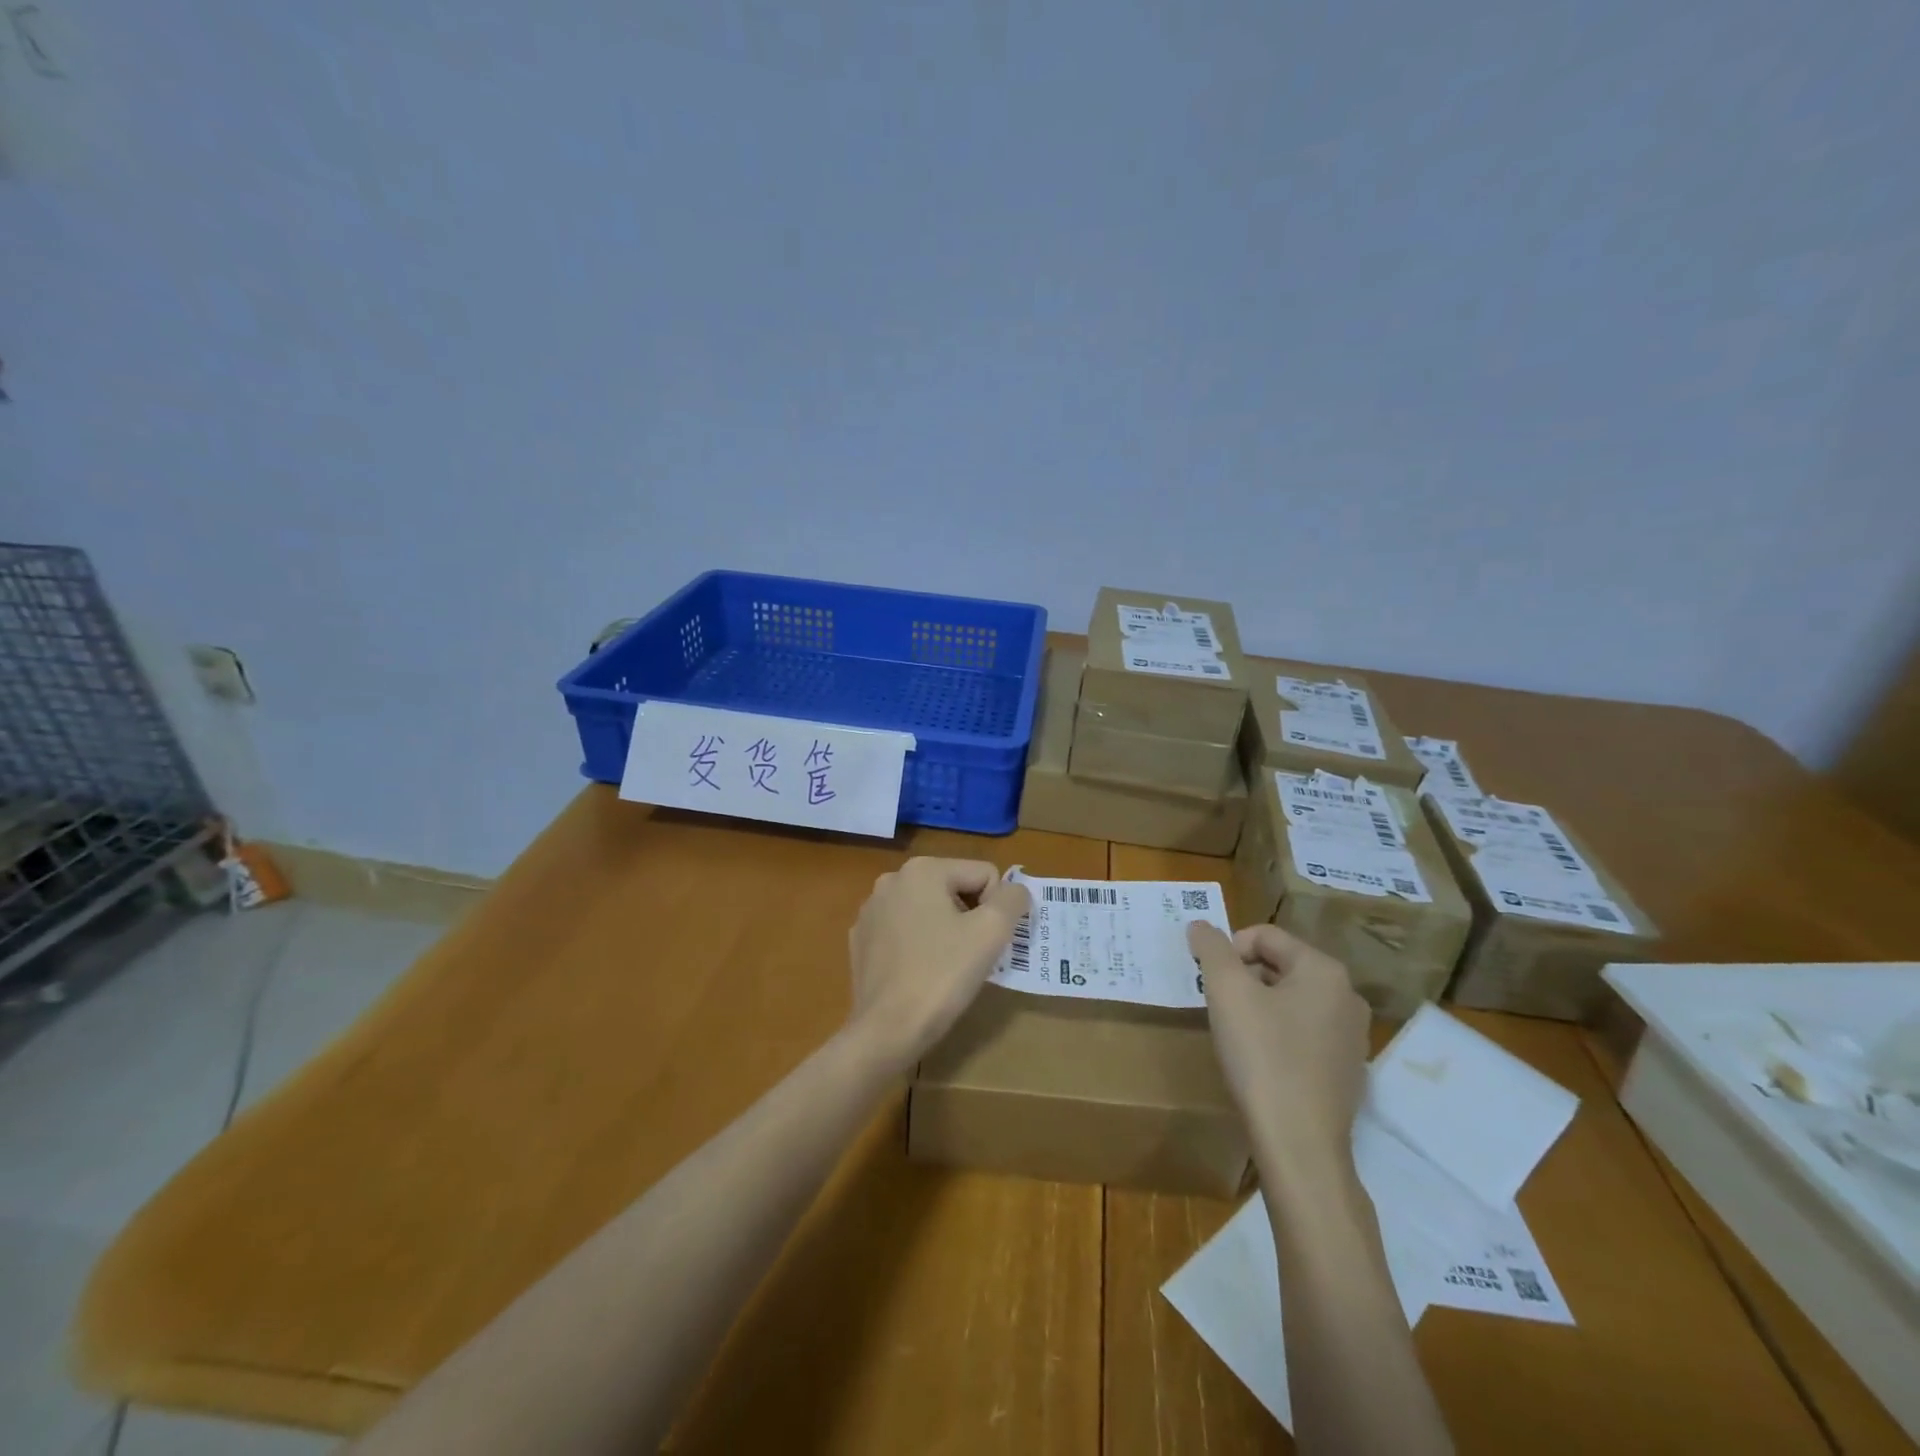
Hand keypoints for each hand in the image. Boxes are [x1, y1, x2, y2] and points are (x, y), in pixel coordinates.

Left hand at [847, 857, 1031, 1070]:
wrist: (886, 1030)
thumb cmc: (941, 976)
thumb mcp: (992, 932)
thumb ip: (1013, 900)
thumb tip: (1015, 891)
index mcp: (922, 869)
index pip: (984, 874)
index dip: (997, 908)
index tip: (986, 942)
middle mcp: (892, 880)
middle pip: (955, 889)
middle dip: (970, 918)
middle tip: (970, 956)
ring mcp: (871, 910)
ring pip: (930, 911)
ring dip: (945, 931)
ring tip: (945, 967)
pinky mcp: (861, 940)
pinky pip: (905, 931)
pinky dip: (919, 946)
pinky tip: (919, 973)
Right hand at [1188, 921, 1369, 1179]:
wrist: (1299, 1145)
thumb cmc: (1262, 1057)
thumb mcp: (1226, 992)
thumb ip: (1211, 949)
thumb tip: (1201, 925)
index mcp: (1324, 970)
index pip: (1264, 935)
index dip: (1228, 951)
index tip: (1208, 982)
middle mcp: (1347, 996)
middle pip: (1279, 965)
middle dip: (1242, 978)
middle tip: (1217, 1007)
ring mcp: (1351, 1036)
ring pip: (1290, 1000)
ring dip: (1258, 1007)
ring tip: (1236, 1035)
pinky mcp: (1346, 1071)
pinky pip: (1303, 1034)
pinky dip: (1276, 1036)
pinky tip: (1260, 1063)